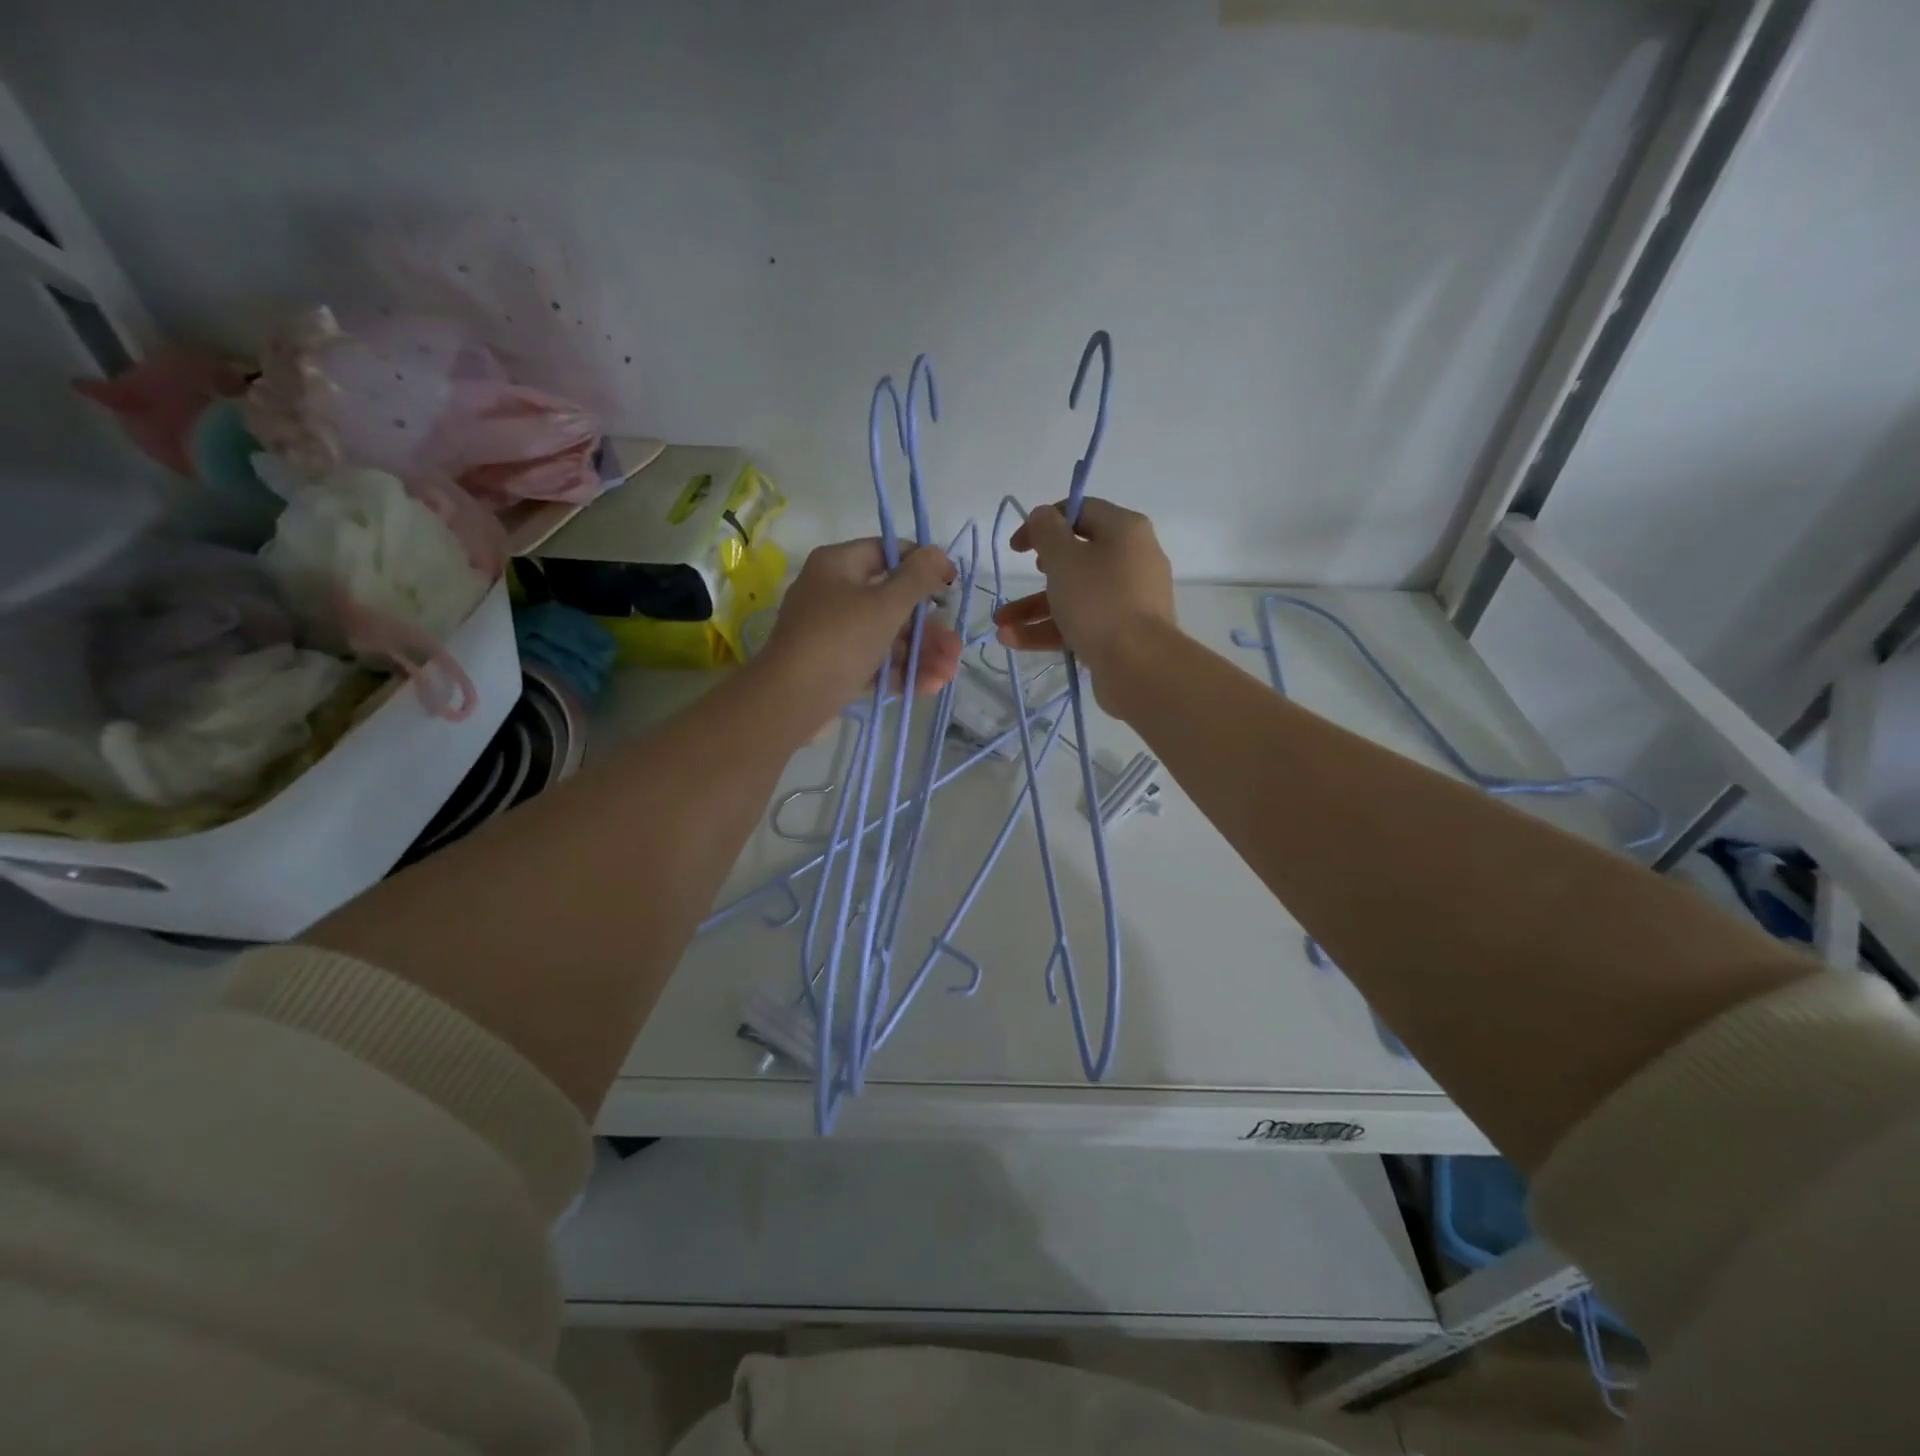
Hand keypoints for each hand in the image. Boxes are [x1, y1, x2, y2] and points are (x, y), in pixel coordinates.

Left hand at [757, 537, 961, 730]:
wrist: (789, 702)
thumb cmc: (839, 641)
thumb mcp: (884, 605)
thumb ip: (916, 578)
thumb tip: (938, 553)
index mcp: (837, 566)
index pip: (886, 552)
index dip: (922, 565)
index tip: (951, 584)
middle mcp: (833, 595)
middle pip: (892, 602)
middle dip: (929, 626)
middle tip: (956, 645)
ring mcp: (833, 634)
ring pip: (887, 637)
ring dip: (922, 653)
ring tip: (950, 673)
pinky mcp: (835, 668)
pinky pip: (875, 663)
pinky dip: (901, 672)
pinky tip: (931, 685)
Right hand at [992, 498, 1174, 700]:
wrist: (1139, 665)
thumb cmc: (1099, 601)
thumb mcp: (1064, 559)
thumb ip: (1046, 531)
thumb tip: (1043, 515)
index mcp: (1125, 531)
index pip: (1081, 511)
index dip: (1044, 522)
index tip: (1017, 546)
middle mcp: (1131, 559)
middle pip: (1077, 557)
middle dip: (1037, 572)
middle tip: (1022, 576)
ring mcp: (1128, 599)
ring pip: (1075, 595)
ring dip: (1034, 607)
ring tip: (1001, 624)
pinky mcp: (1122, 633)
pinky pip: (1081, 622)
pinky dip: (1050, 629)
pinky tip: (1013, 640)